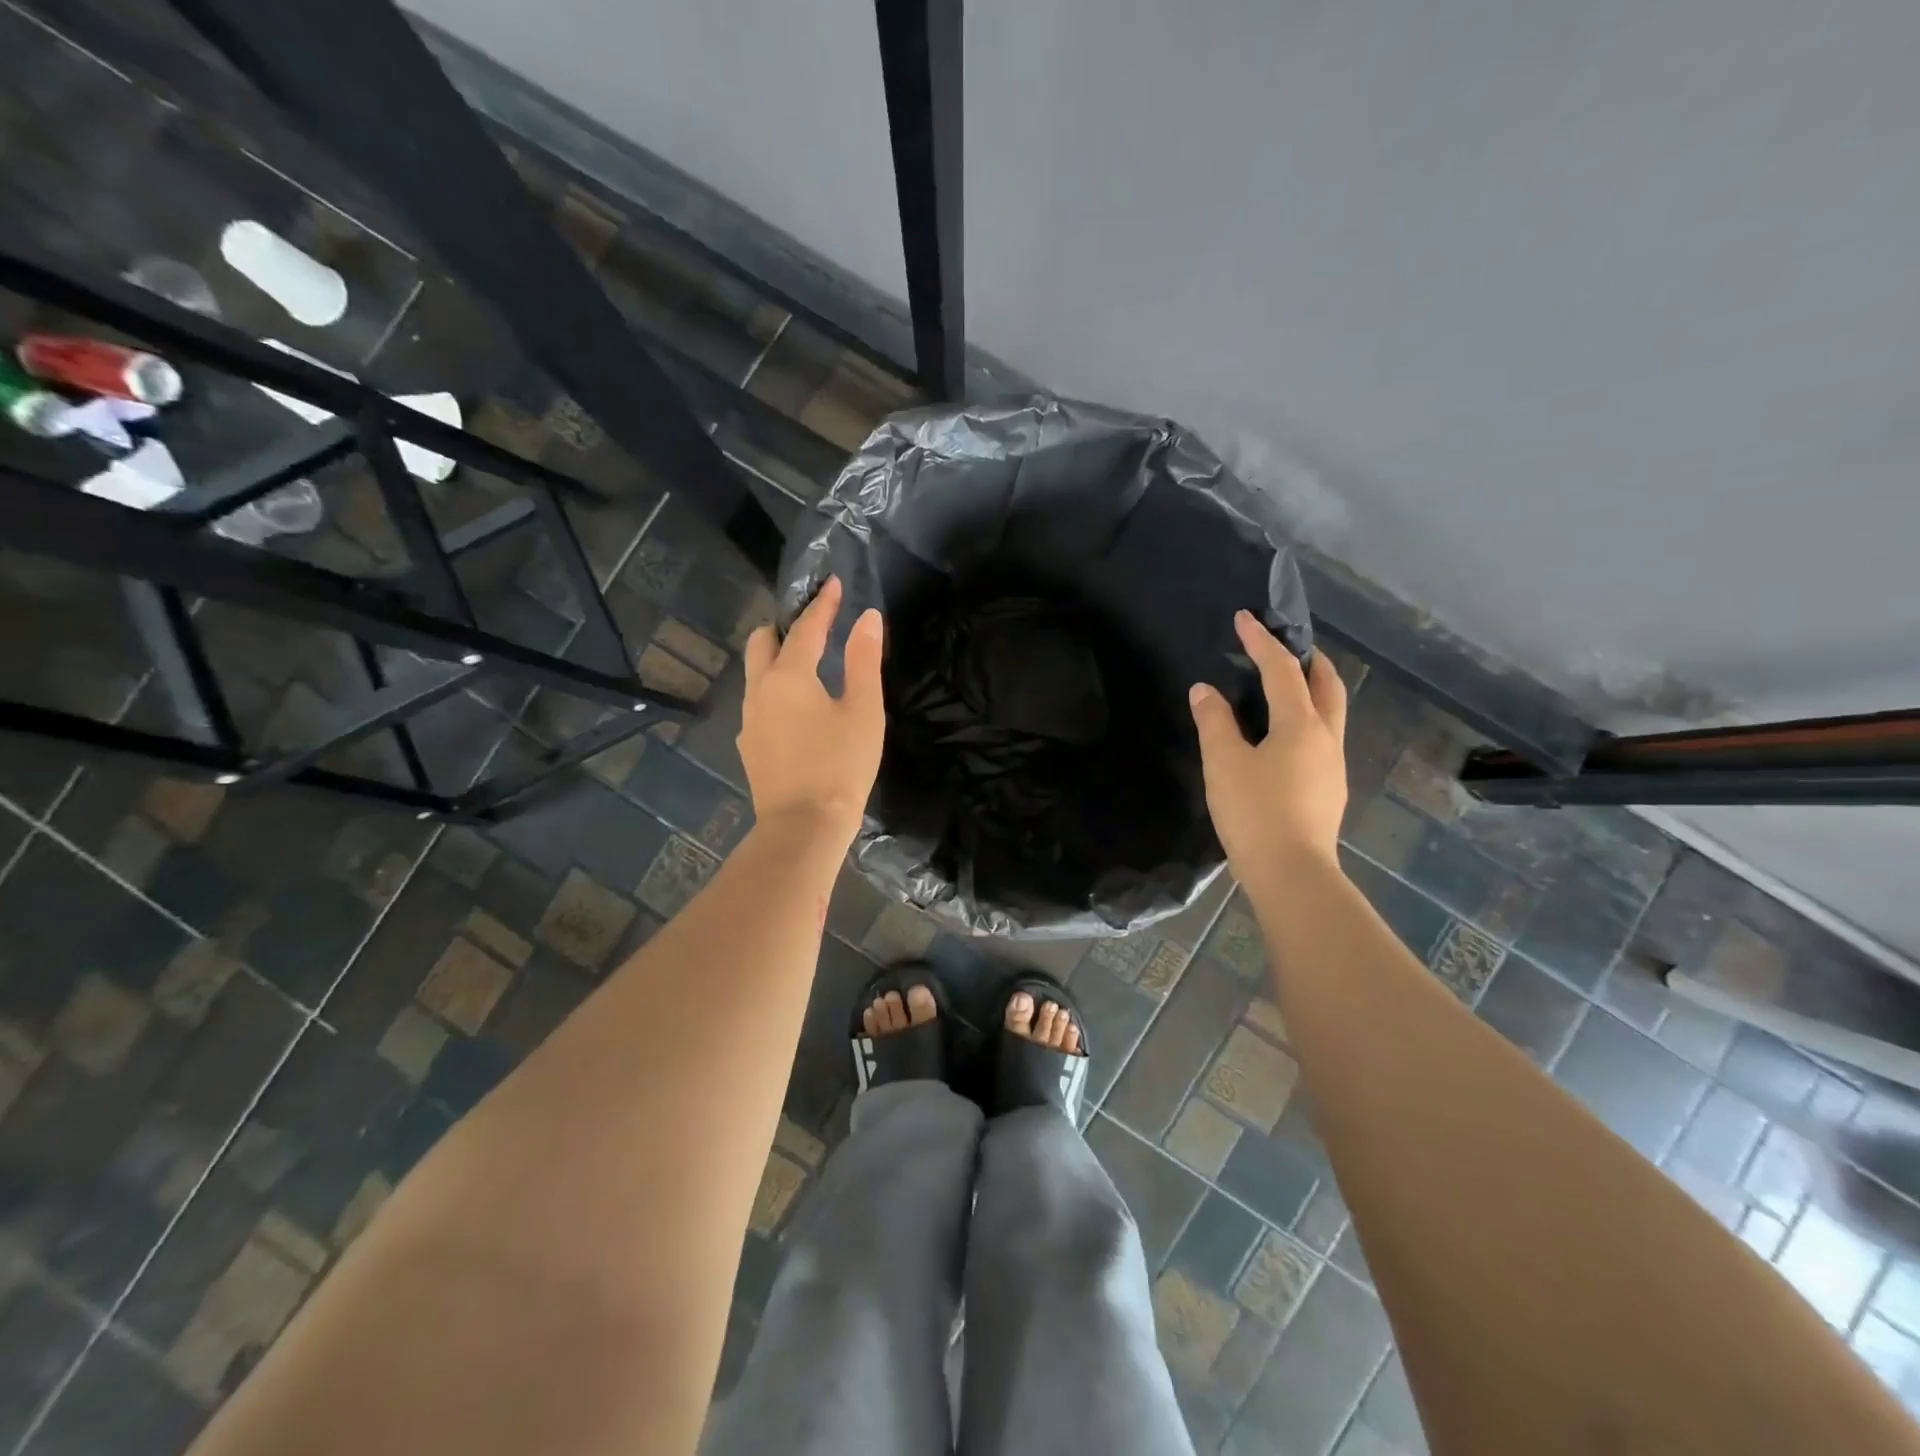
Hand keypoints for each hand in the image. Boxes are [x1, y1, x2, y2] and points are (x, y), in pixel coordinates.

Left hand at [739, 576, 884, 845]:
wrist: (803, 826)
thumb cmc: (841, 765)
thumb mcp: (863, 710)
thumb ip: (863, 660)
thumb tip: (867, 618)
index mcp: (789, 675)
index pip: (805, 627)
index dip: (822, 604)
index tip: (834, 584)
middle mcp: (759, 689)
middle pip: (762, 642)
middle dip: (784, 627)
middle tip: (813, 627)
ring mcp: (748, 719)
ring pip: (756, 673)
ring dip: (776, 659)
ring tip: (807, 667)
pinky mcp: (748, 745)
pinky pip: (758, 703)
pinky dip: (774, 691)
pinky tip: (796, 711)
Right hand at [1189, 611, 1349, 879]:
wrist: (1292, 873)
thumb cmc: (1254, 812)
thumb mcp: (1224, 763)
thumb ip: (1213, 721)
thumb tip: (1204, 690)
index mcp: (1301, 724)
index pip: (1282, 670)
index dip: (1261, 642)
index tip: (1244, 618)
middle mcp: (1326, 737)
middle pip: (1327, 684)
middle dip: (1308, 659)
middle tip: (1284, 646)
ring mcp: (1333, 765)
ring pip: (1330, 712)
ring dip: (1312, 689)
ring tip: (1284, 686)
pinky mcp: (1329, 789)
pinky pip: (1323, 736)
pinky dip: (1308, 718)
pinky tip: (1284, 735)